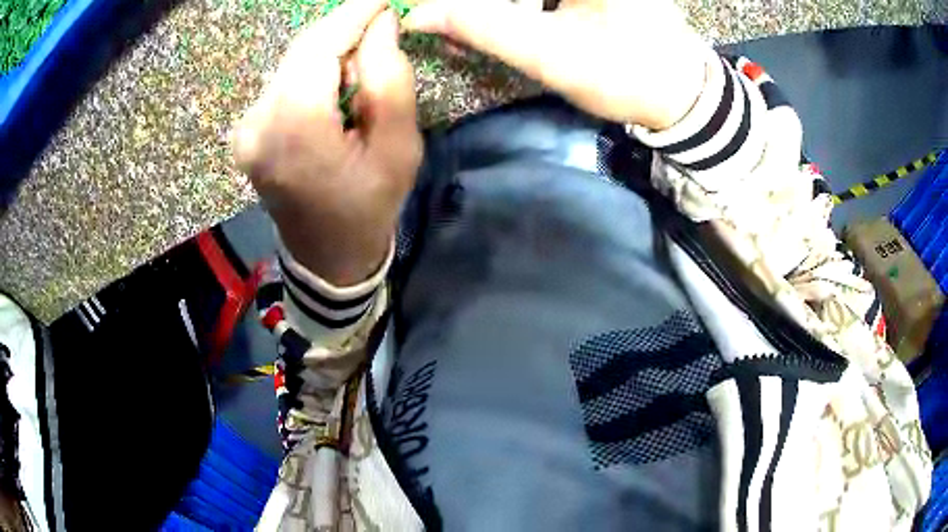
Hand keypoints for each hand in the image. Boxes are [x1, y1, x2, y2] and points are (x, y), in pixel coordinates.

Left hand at [233, 0, 420, 285]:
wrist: (328, 255)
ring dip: (328, 53)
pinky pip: (282, 82)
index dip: (352, 14)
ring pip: (291, 63)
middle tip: (379, 26)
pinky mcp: (246, 130)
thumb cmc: (369, 206)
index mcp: (295, 127)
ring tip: (359, 68)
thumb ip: (389, 79)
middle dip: (342, 30)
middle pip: (302, 50)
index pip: (320, 46)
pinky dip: (310, 72)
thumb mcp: (398, 147)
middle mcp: (258, 121)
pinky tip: (332, 88)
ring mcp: (246, 127)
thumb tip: (379, 25)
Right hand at [404, 0, 708, 129]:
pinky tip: (502, 25)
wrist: (685, 98)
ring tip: (469, 32)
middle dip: (477, 8)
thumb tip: (421, 14)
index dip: (464, 5)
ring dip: (494, 9)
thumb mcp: (549, 51)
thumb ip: (481, 26)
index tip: (440, 16)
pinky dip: (517, 8)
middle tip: (451, 28)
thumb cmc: (625, 73)